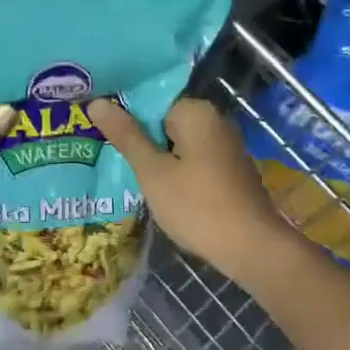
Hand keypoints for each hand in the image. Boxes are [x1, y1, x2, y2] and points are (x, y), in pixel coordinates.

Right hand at [88, 95, 301, 286]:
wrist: (252, 248)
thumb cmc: (197, 206)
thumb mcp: (153, 172)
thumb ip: (126, 136)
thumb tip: (97, 102)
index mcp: (196, 112)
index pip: (150, 100)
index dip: (124, 116)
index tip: (101, 134)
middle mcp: (216, 121)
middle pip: (165, 121)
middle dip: (139, 138)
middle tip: (108, 156)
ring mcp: (226, 147)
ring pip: (179, 144)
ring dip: (156, 158)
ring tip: (126, 173)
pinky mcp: (230, 171)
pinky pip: (194, 161)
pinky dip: (176, 171)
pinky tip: (159, 190)